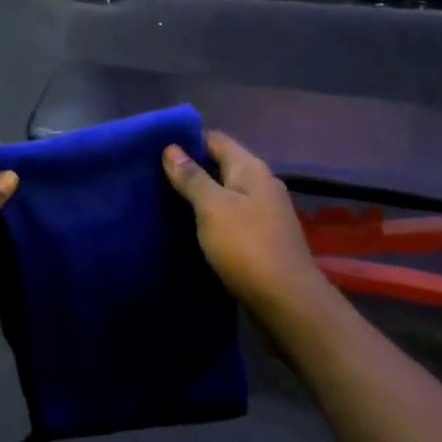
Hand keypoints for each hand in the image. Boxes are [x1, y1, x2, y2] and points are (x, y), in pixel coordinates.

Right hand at [163, 131, 329, 320]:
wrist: (287, 301)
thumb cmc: (246, 246)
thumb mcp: (212, 207)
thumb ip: (192, 177)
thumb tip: (171, 148)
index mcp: (251, 169)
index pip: (216, 140)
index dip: (188, 141)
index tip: (157, 150)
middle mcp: (262, 184)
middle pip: (222, 165)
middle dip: (192, 169)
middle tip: (154, 178)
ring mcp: (265, 213)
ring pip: (227, 193)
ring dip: (201, 196)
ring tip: (166, 202)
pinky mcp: (263, 238)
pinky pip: (232, 217)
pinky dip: (212, 218)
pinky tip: (192, 229)